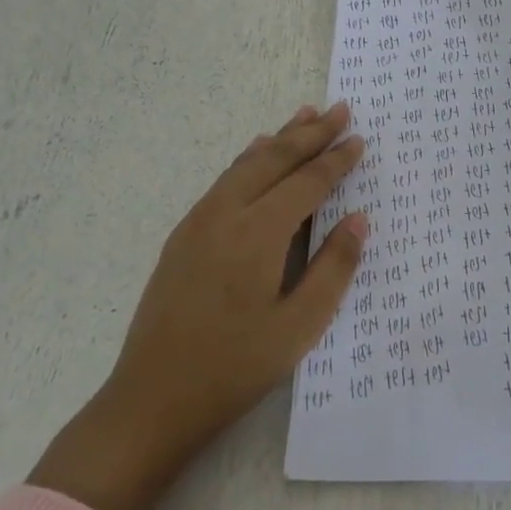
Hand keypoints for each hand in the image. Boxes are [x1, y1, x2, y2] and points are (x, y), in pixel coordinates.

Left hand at [29, 102, 366, 509]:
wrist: (151, 399)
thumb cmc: (235, 367)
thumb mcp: (300, 326)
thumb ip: (333, 267)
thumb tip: (359, 219)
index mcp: (258, 234)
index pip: (307, 183)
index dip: (336, 160)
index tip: (359, 139)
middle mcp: (226, 214)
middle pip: (274, 159)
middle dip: (310, 133)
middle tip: (340, 110)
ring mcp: (198, 222)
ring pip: (245, 164)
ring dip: (279, 138)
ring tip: (304, 116)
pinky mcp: (183, 236)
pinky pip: (225, 180)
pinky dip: (250, 159)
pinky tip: (257, 154)